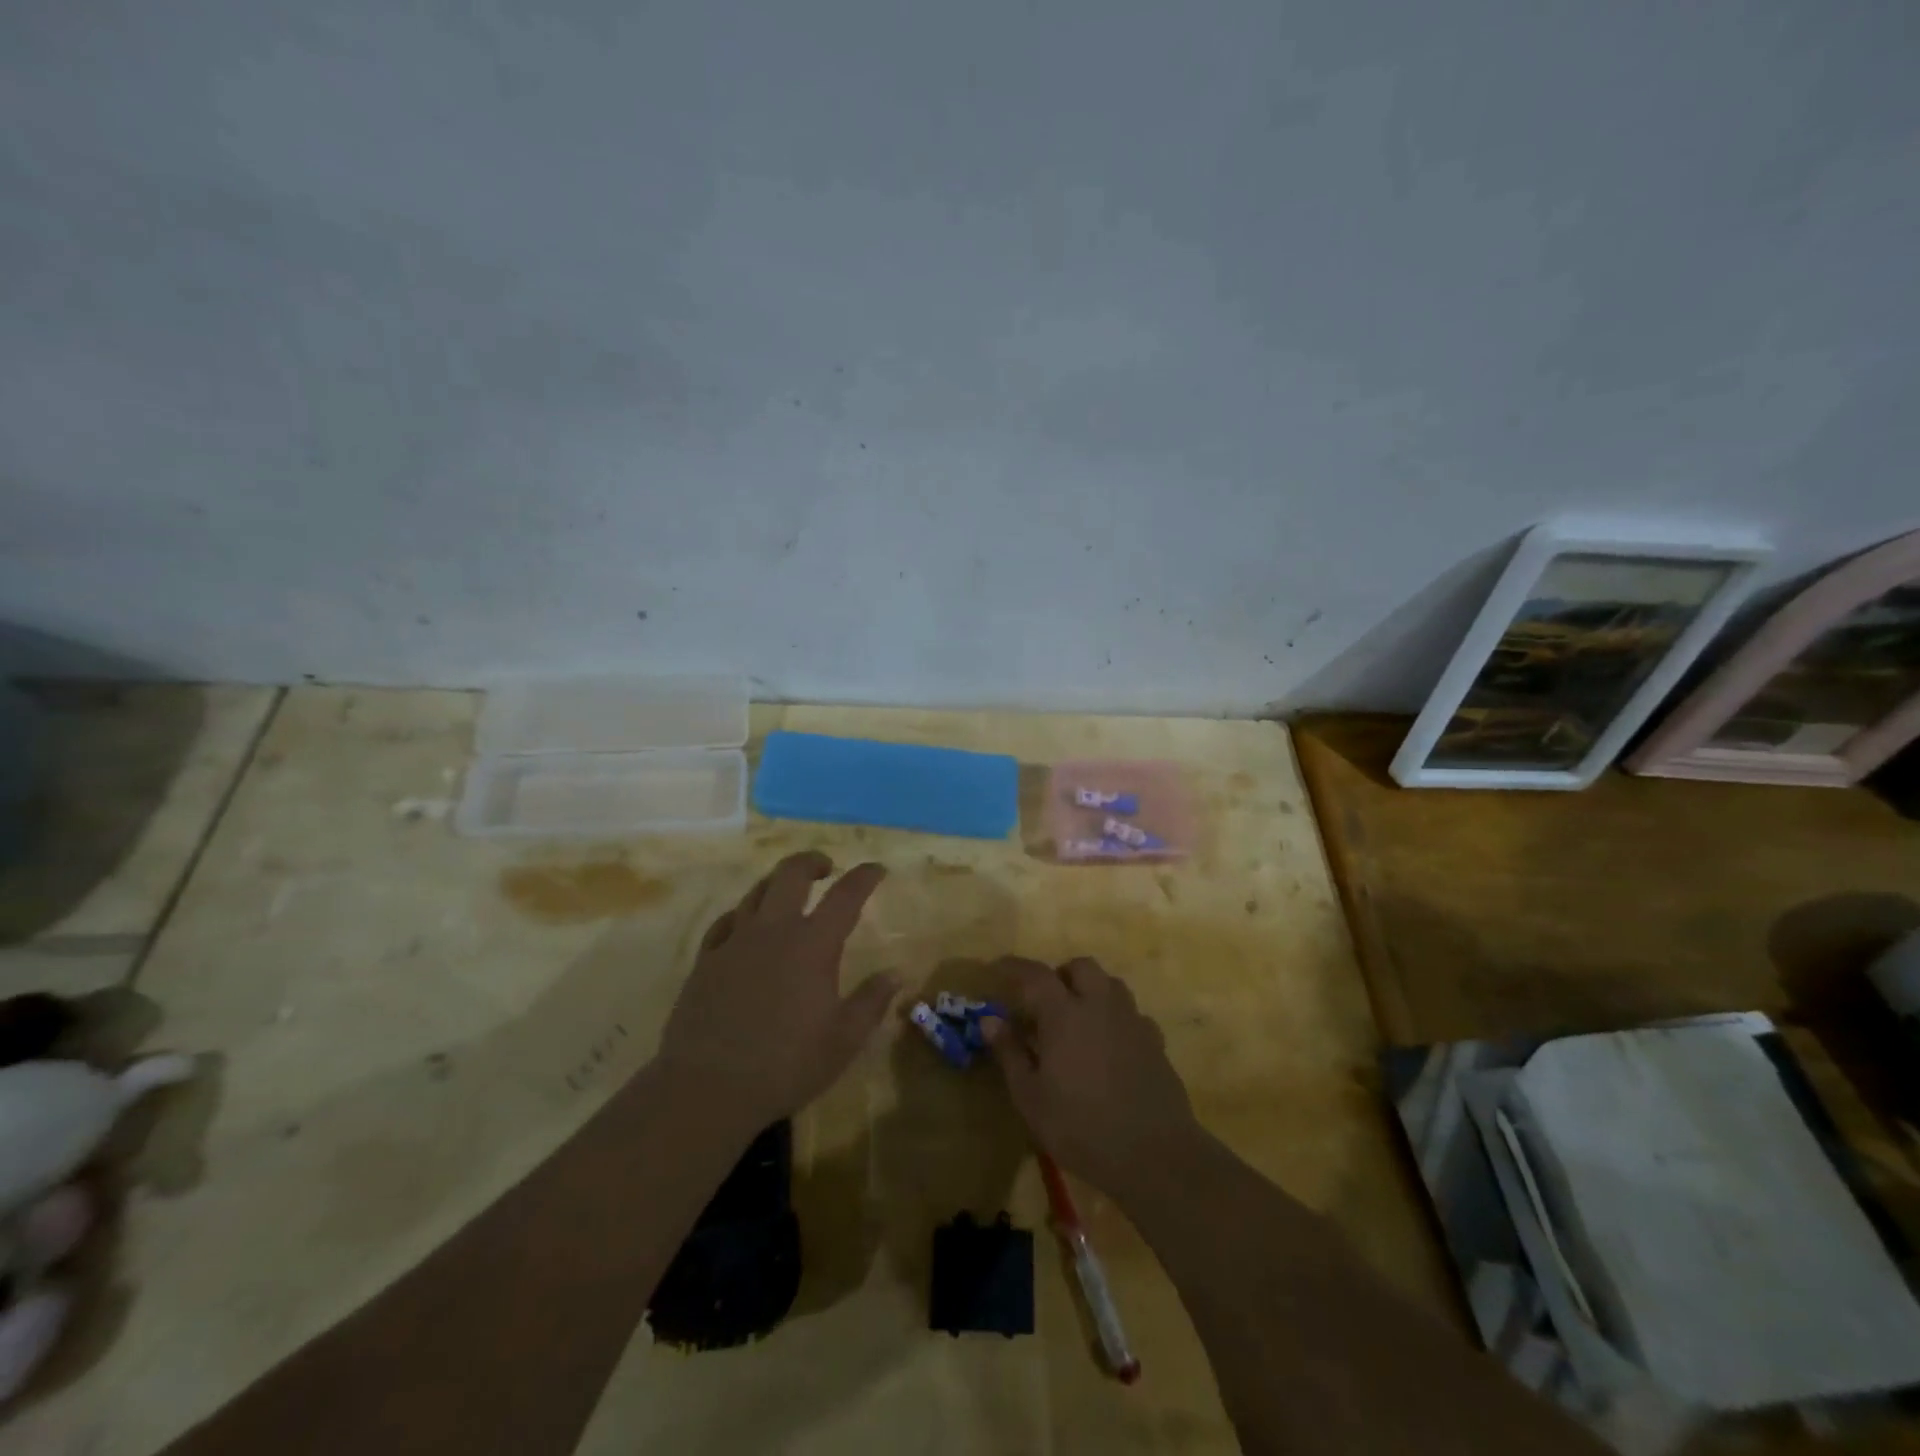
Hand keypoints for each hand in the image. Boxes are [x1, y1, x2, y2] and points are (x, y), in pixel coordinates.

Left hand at [655, 852, 896, 1135]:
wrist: (706, 1087)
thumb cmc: (785, 1065)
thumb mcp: (843, 1040)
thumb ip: (872, 1002)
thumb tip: (897, 974)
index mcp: (813, 945)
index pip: (845, 895)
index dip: (864, 877)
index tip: (877, 869)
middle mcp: (773, 931)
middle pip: (791, 874)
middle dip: (812, 862)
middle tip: (825, 868)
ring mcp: (735, 942)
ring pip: (756, 891)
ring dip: (777, 882)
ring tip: (788, 891)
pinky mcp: (706, 960)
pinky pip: (726, 921)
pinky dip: (742, 913)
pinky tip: (744, 924)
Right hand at [982, 957, 1200, 1199]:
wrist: (1155, 1154)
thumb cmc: (1081, 1127)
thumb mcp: (1030, 1097)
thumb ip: (1010, 1053)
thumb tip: (990, 1020)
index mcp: (1064, 1013)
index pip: (1035, 974)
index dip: (1014, 966)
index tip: (998, 967)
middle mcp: (1100, 1005)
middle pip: (1081, 968)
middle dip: (1060, 975)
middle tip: (1045, 1001)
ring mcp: (1132, 1021)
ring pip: (1111, 984)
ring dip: (1091, 990)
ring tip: (1078, 1019)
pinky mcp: (1155, 1041)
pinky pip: (1132, 1013)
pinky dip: (1115, 1018)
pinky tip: (1109, 1045)